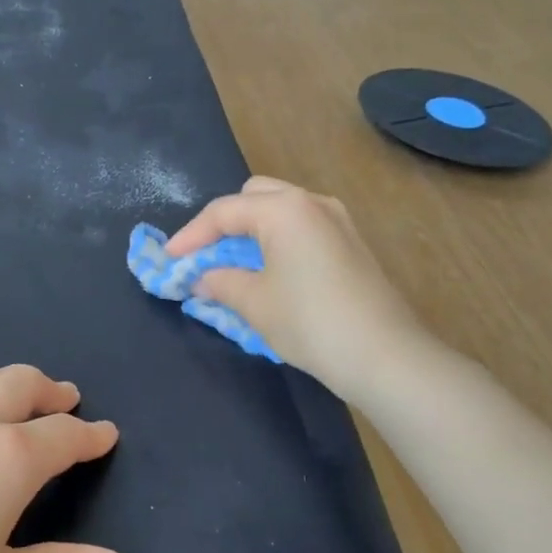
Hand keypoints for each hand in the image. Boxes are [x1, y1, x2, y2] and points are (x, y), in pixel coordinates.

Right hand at [165, 177, 425, 397]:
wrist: (383, 355)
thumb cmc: (310, 322)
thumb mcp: (254, 303)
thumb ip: (220, 282)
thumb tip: (202, 278)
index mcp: (284, 209)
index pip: (223, 212)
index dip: (190, 236)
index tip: (168, 261)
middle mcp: (312, 202)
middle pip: (255, 197)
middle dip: (224, 223)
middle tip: (205, 256)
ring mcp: (338, 221)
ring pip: (281, 210)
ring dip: (251, 231)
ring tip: (233, 264)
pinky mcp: (351, 244)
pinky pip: (302, 228)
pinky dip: (277, 241)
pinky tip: (269, 272)